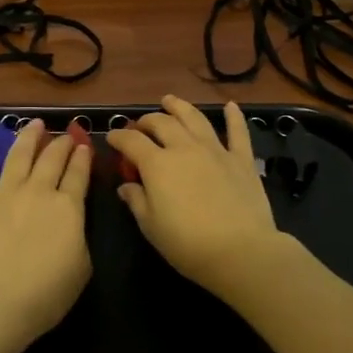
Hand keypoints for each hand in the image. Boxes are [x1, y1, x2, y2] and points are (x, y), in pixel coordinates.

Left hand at [0, 120, 92, 352]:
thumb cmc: (45, 295)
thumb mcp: (81, 268)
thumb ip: (78, 237)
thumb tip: (70, 224)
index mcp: (68, 208)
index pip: (79, 174)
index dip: (83, 158)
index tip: (85, 145)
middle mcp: (38, 192)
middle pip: (52, 159)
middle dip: (61, 144)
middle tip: (66, 134)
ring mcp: (4, 194)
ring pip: (19, 155)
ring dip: (29, 136)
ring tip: (35, 123)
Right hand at [107, 96, 286, 300]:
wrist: (240, 251)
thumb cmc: (188, 244)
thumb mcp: (151, 227)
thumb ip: (136, 201)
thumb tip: (126, 186)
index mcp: (157, 164)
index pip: (131, 141)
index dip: (118, 136)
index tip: (111, 137)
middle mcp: (184, 148)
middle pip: (162, 123)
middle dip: (146, 121)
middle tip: (140, 126)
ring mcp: (215, 150)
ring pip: (194, 118)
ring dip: (180, 106)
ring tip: (170, 100)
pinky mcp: (241, 159)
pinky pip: (237, 132)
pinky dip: (234, 117)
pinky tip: (231, 106)